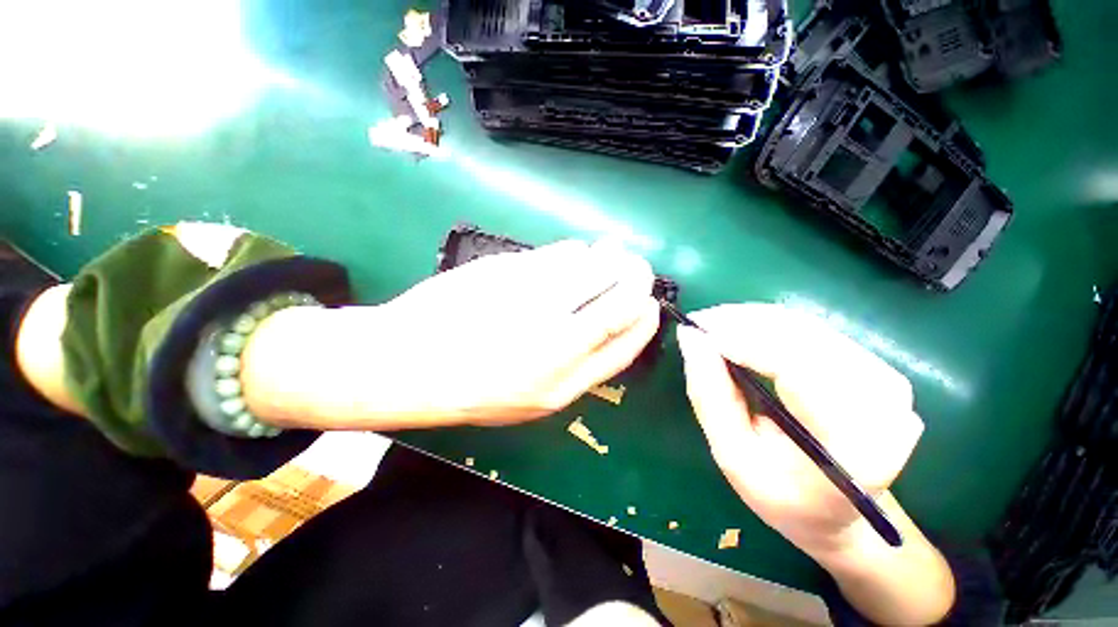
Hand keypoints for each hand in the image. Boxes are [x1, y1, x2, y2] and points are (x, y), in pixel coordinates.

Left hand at [243, 240, 660, 428]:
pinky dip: (574, 251)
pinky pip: (559, 254)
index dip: (644, 320)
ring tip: (611, 253)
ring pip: (592, 270)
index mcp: (563, 385)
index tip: (650, 303)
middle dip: (636, 279)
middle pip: (617, 302)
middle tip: (638, 267)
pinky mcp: (510, 273)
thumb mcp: (528, 400)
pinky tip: (575, 253)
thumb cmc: (469, 389)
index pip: (624, 344)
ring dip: (609, 258)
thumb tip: (603, 329)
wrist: (407, 366)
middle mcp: (556, 344)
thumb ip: (571, 369)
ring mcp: (533, 304)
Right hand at [676, 303, 923, 555]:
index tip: (694, 329)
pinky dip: (767, 324)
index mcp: (856, 441)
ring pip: (803, 324)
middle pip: (800, 334)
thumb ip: (709, 395)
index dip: (741, 339)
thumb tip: (689, 337)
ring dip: (750, 319)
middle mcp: (883, 399)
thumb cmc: (782, 494)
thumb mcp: (733, 454)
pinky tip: (739, 330)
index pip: (795, 365)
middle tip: (696, 323)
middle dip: (739, 321)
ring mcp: (883, 376)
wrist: (842, 512)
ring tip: (711, 325)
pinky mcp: (873, 364)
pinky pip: (810, 329)